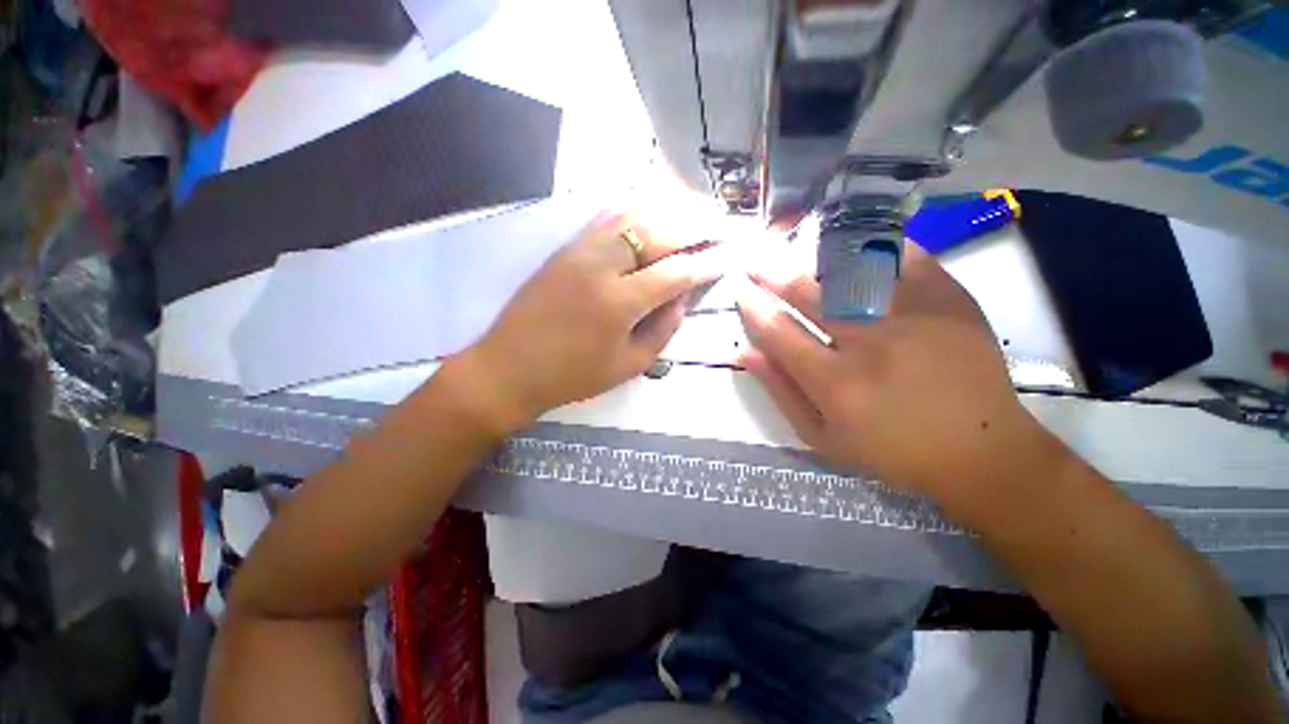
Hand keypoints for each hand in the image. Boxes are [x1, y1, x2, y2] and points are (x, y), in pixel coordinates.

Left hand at [458, 211, 724, 429]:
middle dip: (695, 225)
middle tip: (719, 222)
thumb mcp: (628, 365)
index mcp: (619, 302)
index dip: (707, 264)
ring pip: (631, 214)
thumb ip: (663, 330)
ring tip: (693, 208)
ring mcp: (579, 251)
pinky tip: (650, 206)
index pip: (676, 273)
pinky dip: (633, 208)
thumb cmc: (572, 376)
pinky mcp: (564, 248)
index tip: (728, 256)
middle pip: (657, 231)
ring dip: (666, 209)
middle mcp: (601, 266)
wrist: (509, 368)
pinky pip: (605, 218)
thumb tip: (682, 299)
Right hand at [737, 241, 1056, 512]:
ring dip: (814, 257)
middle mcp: (869, 345)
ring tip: (794, 247)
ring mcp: (913, 318)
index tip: (740, 292)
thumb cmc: (891, 451)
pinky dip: (877, 246)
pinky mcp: (949, 302)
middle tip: (755, 261)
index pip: (778, 332)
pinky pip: (906, 259)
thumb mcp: (822, 437)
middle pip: (808, 294)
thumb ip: (781, 391)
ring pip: (852, 271)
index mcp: (835, 384)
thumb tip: (745, 351)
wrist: (981, 452)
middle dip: (772, 274)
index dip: (753, 308)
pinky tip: (856, 241)